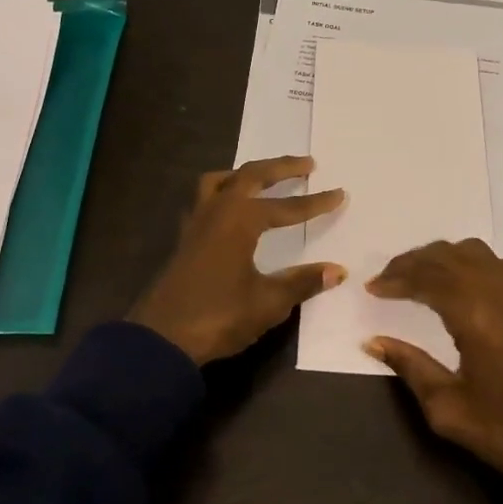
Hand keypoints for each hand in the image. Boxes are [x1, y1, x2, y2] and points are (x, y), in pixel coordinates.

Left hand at [130, 156, 345, 364]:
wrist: (162, 339)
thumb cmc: (219, 316)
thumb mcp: (268, 302)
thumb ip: (302, 282)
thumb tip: (338, 270)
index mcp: (239, 220)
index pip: (286, 207)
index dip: (315, 202)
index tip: (340, 193)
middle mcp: (217, 212)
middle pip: (250, 176)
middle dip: (280, 168)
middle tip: (307, 164)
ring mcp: (196, 224)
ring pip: (219, 182)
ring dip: (244, 175)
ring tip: (263, 176)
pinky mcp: (185, 240)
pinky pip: (204, 200)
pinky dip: (222, 193)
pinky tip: (230, 210)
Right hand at [365, 239, 502, 503]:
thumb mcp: (450, 411)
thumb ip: (411, 368)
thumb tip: (375, 342)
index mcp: (478, 315)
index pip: (428, 278)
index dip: (396, 278)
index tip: (372, 288)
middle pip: (450, 256)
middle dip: (414, 261)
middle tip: (388, 277)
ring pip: (479, 254)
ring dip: (444, 258)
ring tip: (420, 276)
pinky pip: (502, 266)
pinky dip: (473, 265)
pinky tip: (465, 286)